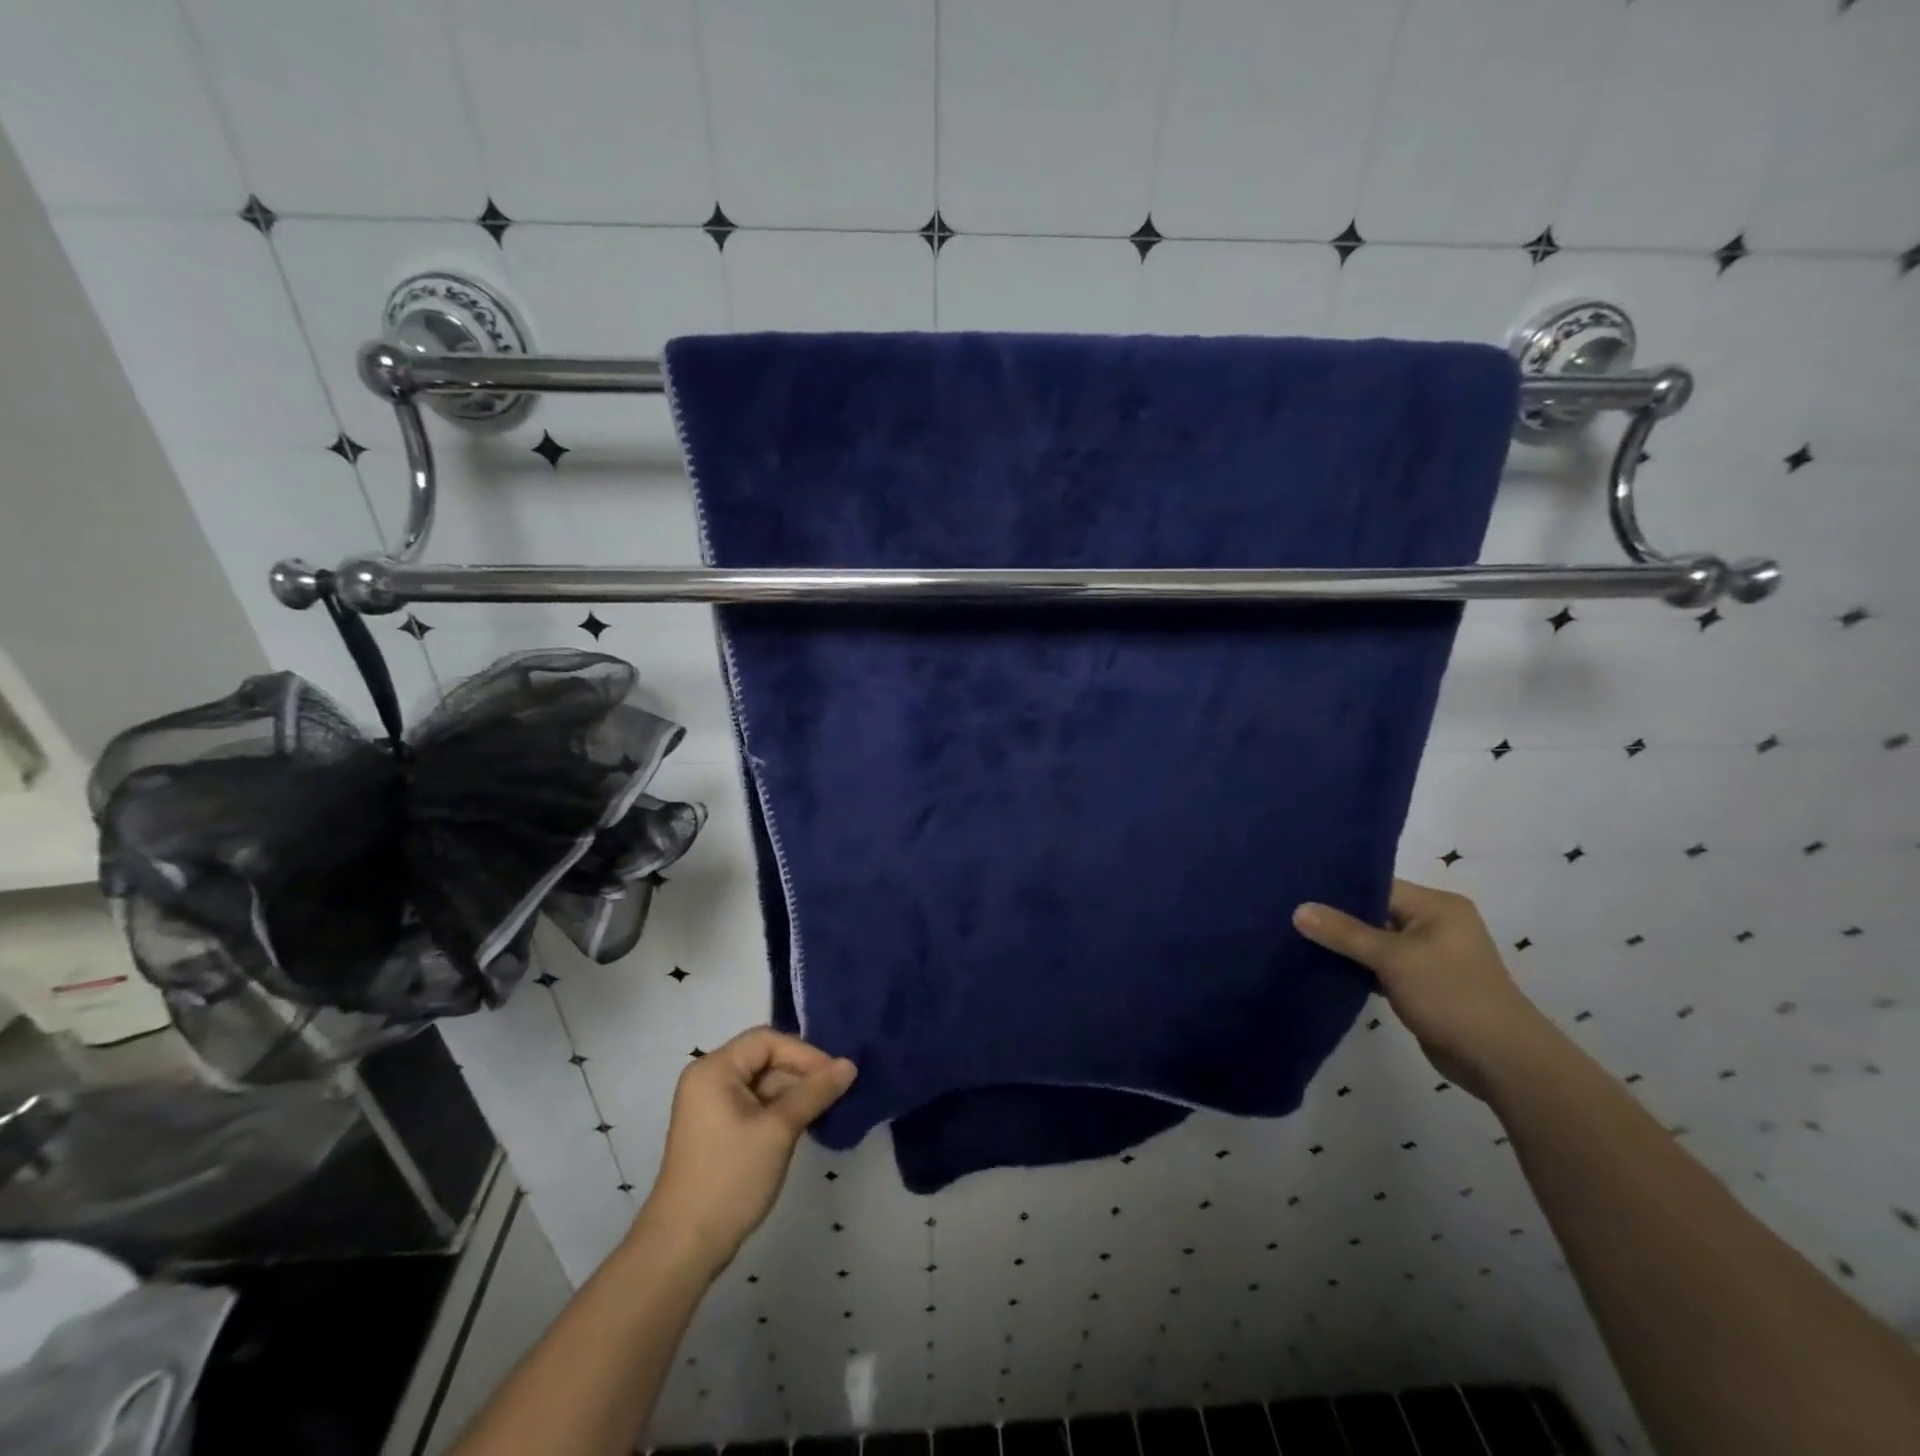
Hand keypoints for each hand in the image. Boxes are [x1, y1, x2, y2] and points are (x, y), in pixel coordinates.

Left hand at [636, 1027, 855, 1277]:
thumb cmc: (730, 1178)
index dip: (804, 1053)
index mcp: (714, 1069)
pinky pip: (754, 1106)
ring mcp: (710, 1107)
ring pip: (762, 1084)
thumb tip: (849, 1065)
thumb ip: (815, 1092)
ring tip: (826, 1110)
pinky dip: (779, 1111)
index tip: (835, 1075)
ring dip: (793, 1094)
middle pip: (764, 1059)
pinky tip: (804, 1125)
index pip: (767, 1040)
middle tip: (836, 1093)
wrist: (683, 1247)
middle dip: (801, 1074)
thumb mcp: (779, 1130)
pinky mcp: (716, 1131)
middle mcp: (708, 1079)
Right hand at [1294, 879, 1548, 1099]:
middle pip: (1376, 912)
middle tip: (1291, 914)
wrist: (1500, 1060)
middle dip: (1338, 918)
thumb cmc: (1450, 995)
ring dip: (1347, 946)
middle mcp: (1437, 924)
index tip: (1298, 890)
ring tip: (1300, 938)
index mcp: (1438, 906)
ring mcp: (1431, 956)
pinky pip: (1383, 966)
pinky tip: (1326, 967)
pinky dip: (1360, 968)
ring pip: (1377, 941)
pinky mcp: (1424, 984)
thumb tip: (1299, 910)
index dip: (1339, 889)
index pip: (1379, 886)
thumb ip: (1344, 932)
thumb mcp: (1392, 958)